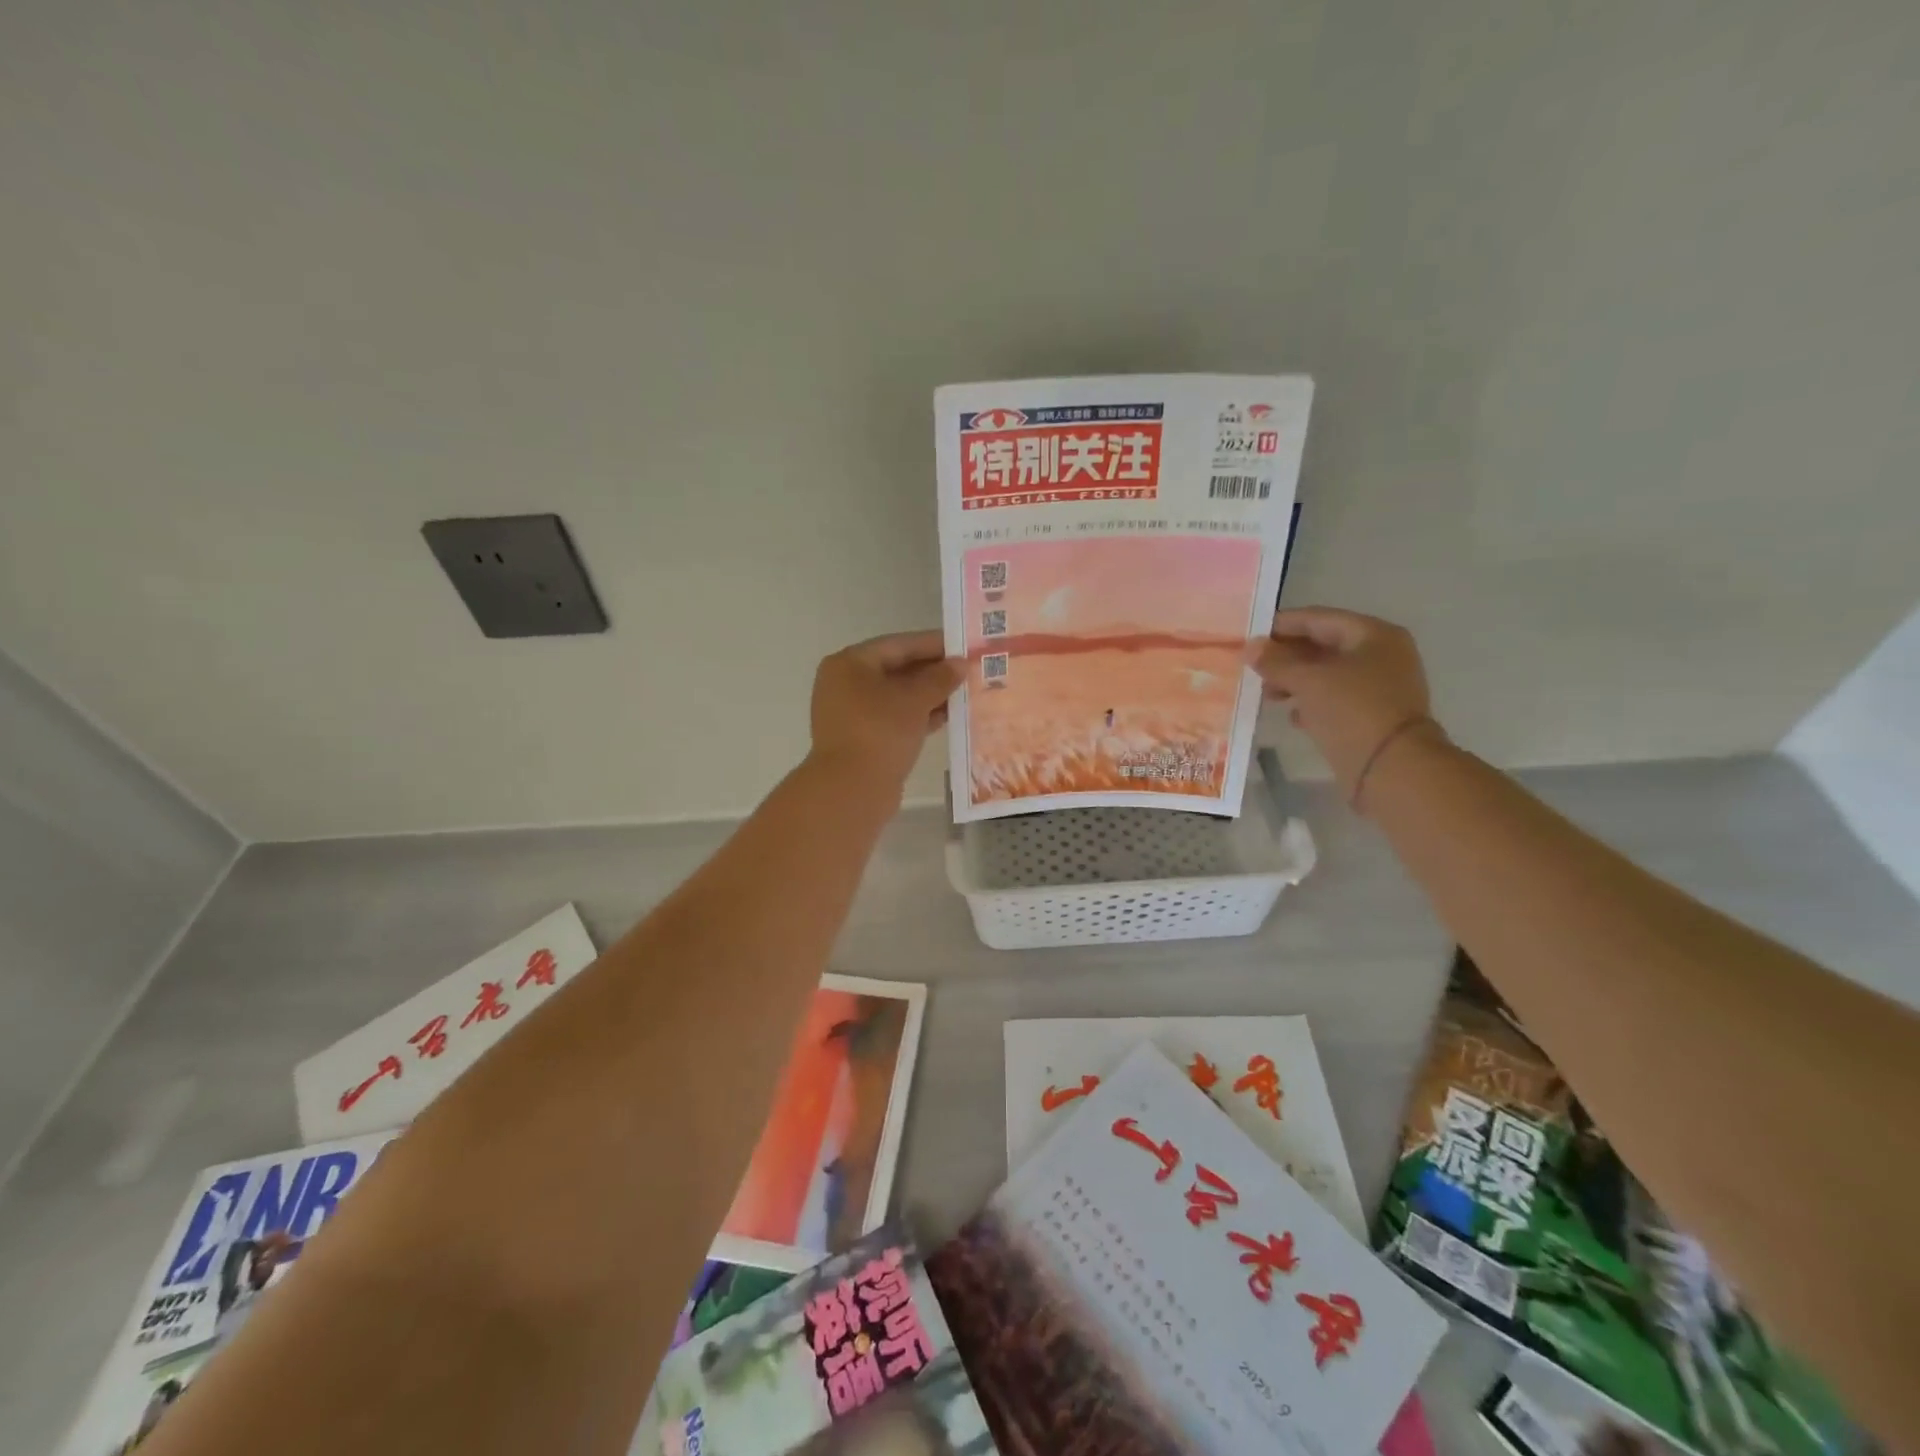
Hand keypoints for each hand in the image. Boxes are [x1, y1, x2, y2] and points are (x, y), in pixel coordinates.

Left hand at [808, 630, 964, 789]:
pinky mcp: (862, 738)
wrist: (851, 790)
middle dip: (933, 672)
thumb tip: (960, 664)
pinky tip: (948, 717)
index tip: (964, 646)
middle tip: (969, 671)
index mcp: (850, 664)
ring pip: (897, 696)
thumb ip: (939, 678)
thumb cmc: (880, 732)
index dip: (933, 644)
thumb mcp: (914, 700)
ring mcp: (851, 713)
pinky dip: (918, 716)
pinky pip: (894, 718)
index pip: (898, 644)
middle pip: (897, 669)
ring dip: (929, 695)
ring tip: (965, 694)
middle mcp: (845, 684)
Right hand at [1248, 608, 1437, 795]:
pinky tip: (1291, 715)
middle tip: (1253, 667)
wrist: (1392, 768)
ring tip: (1267, 693)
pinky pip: (1335, 700)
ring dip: (1295, 681)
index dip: (1281, 625)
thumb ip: (1276, 662)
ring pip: (1327, 674)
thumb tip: (1250, 646)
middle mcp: (1381, 655)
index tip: (1249, 635)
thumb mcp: (1308, 681)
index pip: (1318, 618)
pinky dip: (1311, 703)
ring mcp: (1379, 686)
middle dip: (1286, 656)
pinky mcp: (1373, 715)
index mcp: (1373, 635)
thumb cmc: (1352, 711)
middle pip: (1323, 646)